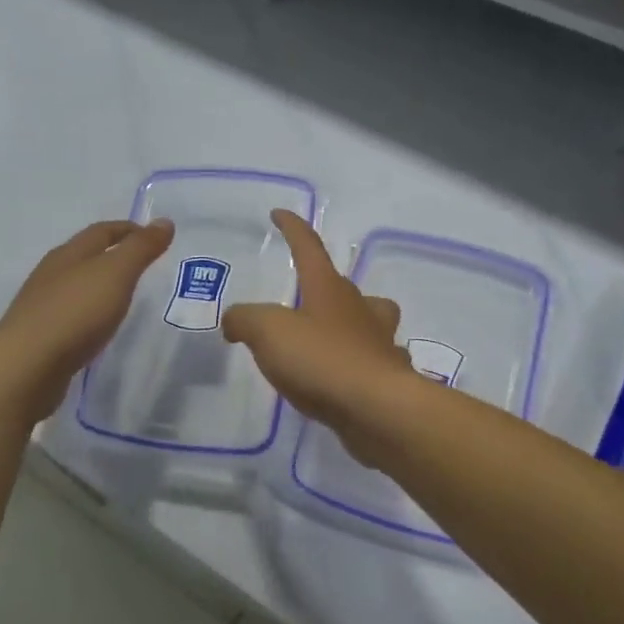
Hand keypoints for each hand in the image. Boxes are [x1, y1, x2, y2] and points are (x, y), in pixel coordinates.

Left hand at [0, 219, 175, 422]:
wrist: (26, 367)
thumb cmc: (75, 312)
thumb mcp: (116, 274)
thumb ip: (140, 248)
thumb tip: (164, 221)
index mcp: (69, 253)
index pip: (102, 231)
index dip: (129, 230)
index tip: (156, 237)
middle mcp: (52, 274)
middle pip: (85, 255)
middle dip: (113, 255)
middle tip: (143, 265)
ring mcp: (43, 306)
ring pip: (76, 286)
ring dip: (99, 286)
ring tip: (123, 297)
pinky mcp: (41, 336)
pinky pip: (71, 315)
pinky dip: (89, 313)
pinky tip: (98, 327)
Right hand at [222, 211, 416, 461]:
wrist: (376, 408)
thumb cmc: (321, 359)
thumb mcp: (268, 332)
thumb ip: (245, 319)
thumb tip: (235, 321)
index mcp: (328, 289)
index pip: (308, 247)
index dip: (292, 229)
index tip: (279, 214)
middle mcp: (359, 308)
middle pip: (343, 286)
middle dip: (323, 284)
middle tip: (303, 297)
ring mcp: (379, 342)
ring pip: (370, 320)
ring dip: (353, 322)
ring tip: (329, 339)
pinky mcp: (389, 376)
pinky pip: (375, 361)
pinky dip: (362, 364)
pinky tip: (348, 381)